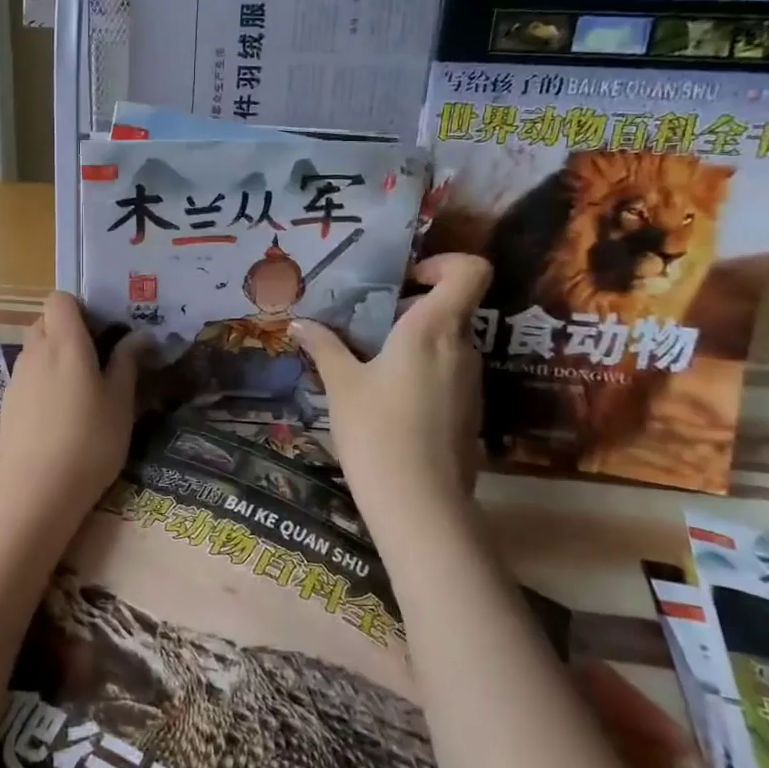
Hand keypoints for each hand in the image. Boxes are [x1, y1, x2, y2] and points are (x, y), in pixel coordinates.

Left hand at [0, 292, 146, 530]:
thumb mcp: (120, 403)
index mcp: (65, 342)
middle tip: (98, 360)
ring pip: (35, 349)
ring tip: (82, 391)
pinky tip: (60, 416)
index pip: (59, 298)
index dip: (80, 307)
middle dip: (69, 331)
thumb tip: (140, 336)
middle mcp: (35, 351)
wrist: (36, 491)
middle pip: (46, 322)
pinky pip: (27, 376)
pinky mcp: (8, 402)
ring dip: (56, 357)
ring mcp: (17, 377)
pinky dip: (43, 382)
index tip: (102, 331)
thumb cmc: (89, 441)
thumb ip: (127, 363)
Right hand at [289, 254, 492, 511]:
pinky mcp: (469, 411)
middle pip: (450, 306)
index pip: (470, 270)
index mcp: (433, 329)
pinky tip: (385, 397)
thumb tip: (298, 323)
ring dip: (412, 341)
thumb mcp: (341, 384)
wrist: (420, 504)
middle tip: (366, 323)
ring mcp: (470, 381)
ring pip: (447, 341)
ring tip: (367, 361)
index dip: (443, 263)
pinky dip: (420, 370)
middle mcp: (461, 347)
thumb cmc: (376, 430)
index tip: (404, 279)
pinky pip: (447, 372)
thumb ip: (323, 347)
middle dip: (409, 307)